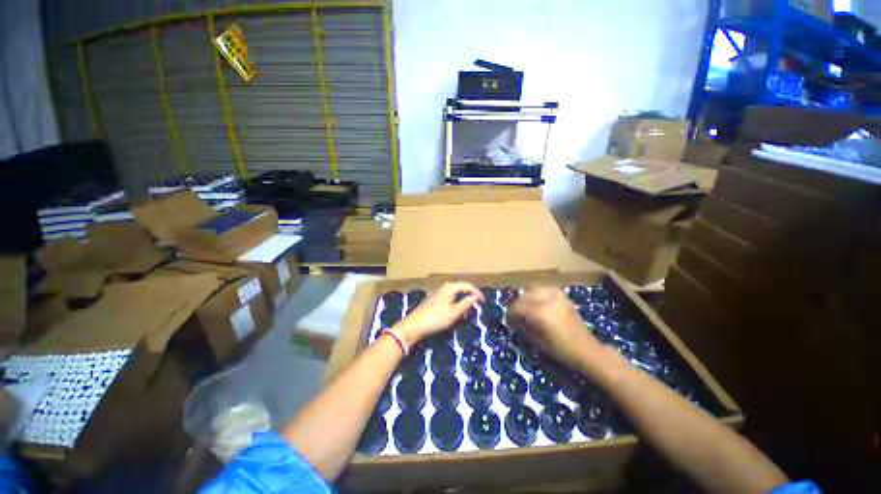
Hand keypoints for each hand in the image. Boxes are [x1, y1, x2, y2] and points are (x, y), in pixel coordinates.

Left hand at [394, 282, 482, 345]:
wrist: (414, 326)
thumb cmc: (435, 319)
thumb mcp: (453, 313)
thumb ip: (466, 304)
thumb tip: (476, 297)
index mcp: (449, 288)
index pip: (466, 285)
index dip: (476, 292)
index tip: (483, 301)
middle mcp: (444, 287)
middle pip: (460, 287)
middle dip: (469, 294)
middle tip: (477, 303)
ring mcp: (437, 293)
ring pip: (454, 292)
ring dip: (462, 298)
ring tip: (468, 307)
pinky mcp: (433, 300)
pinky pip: (448, 297)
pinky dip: (455, 302)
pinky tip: (455, 310)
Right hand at [509, 286, 605, 369]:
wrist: (586, 350)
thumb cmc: (561, 350)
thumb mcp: (537, 341)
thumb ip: (524, 326)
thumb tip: (516, 319)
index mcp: (539, 312)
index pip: (517, 307)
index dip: (511, 314)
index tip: (510, 321)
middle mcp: (546, 300)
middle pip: (524, 296)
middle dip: (518, 305)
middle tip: (518, 315)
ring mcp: (556, 296)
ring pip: (533, 289)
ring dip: (527, 297)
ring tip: (527, 306)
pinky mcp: (563, 296)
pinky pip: (545, 289)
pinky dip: (539, 293)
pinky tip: (538, 301)